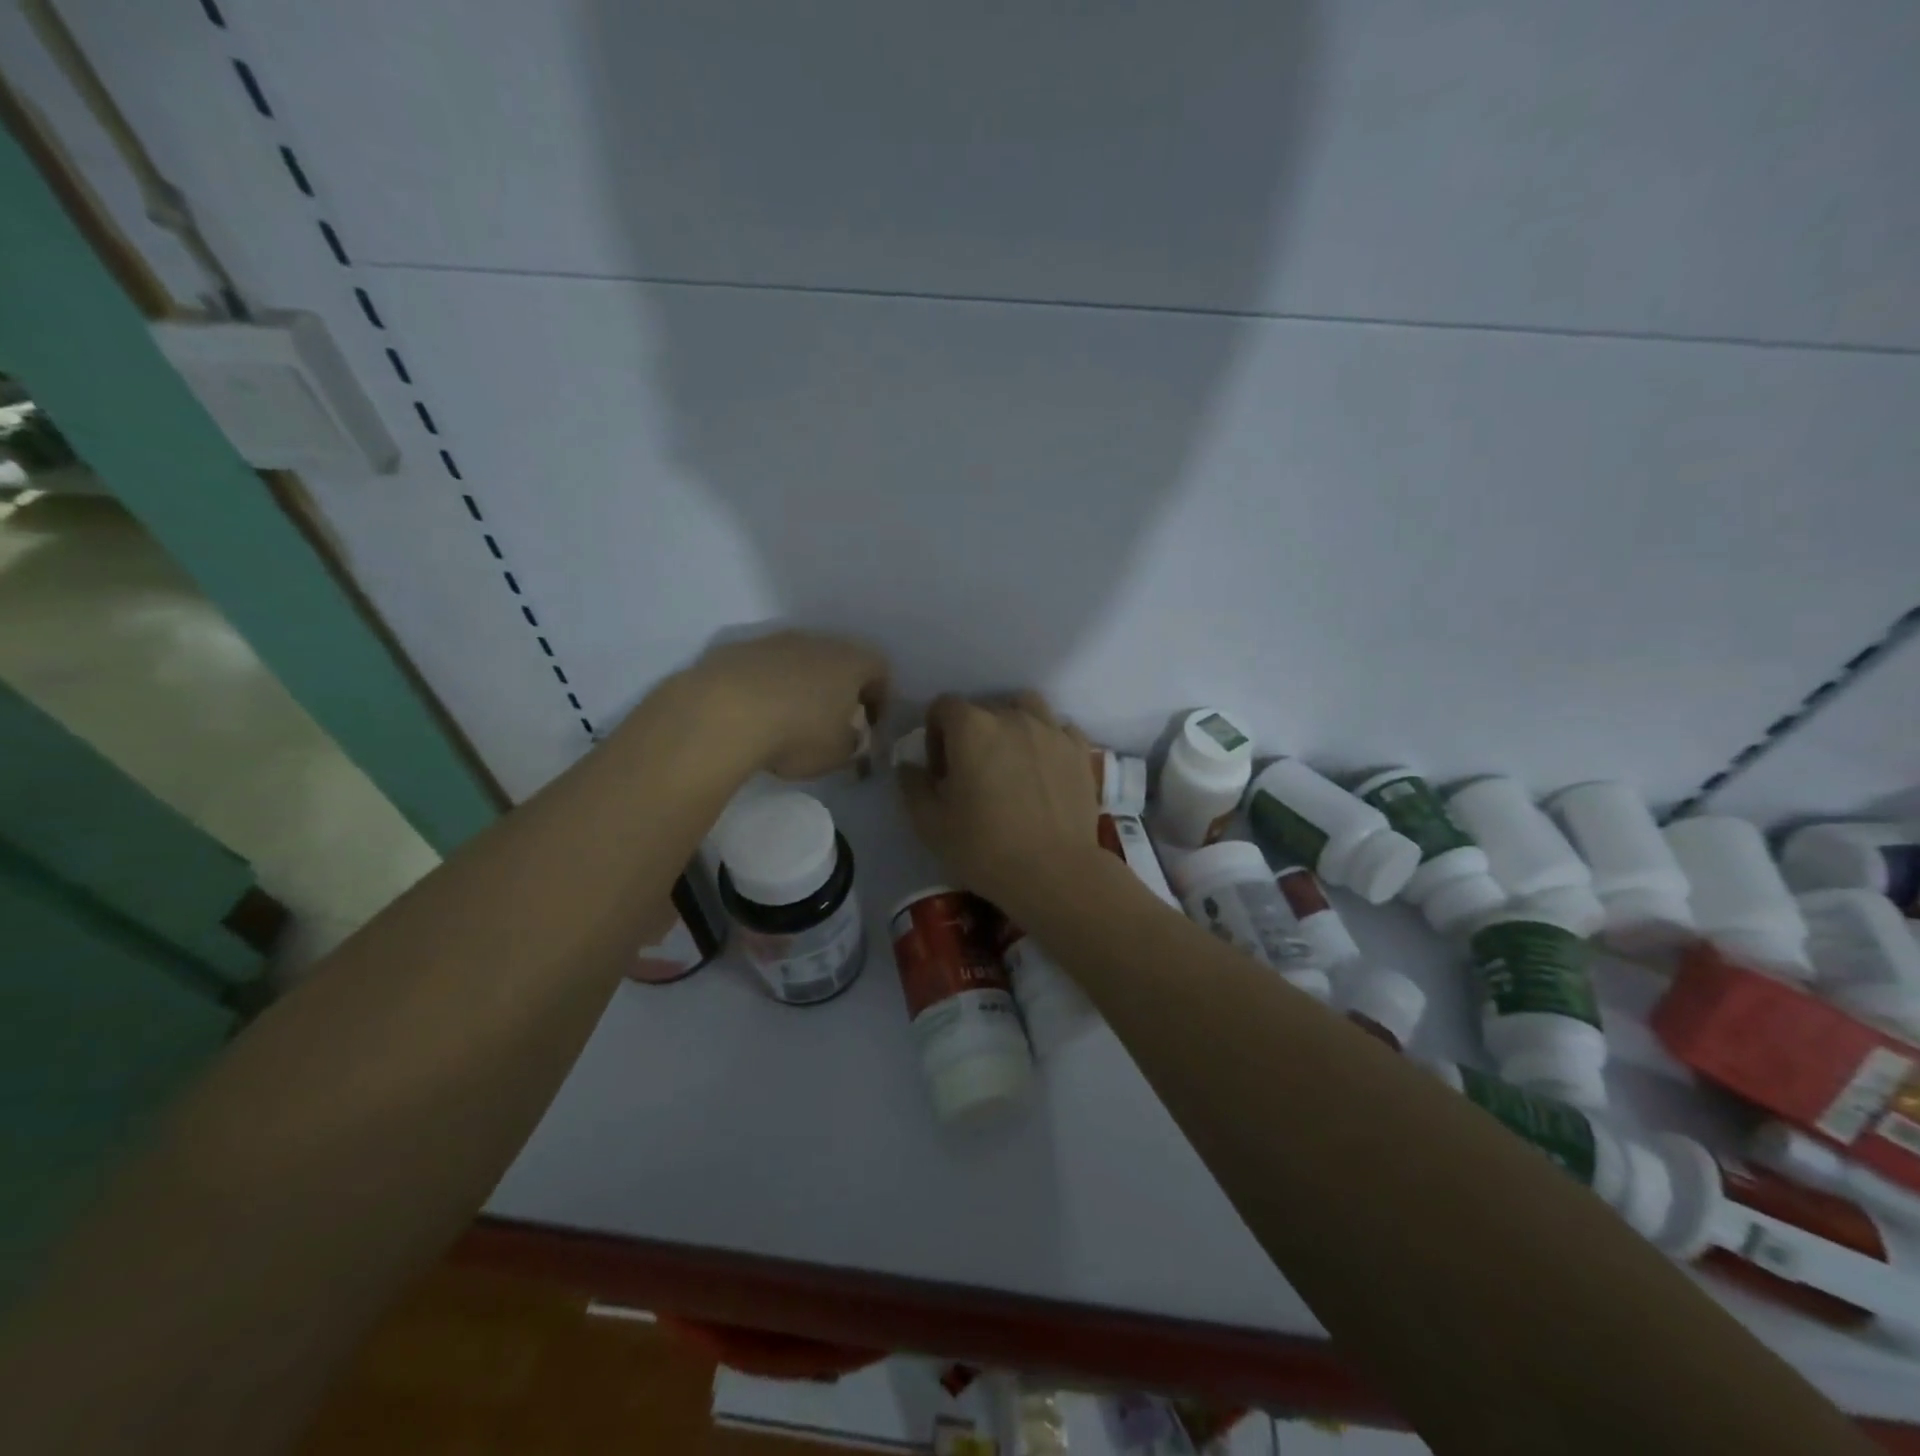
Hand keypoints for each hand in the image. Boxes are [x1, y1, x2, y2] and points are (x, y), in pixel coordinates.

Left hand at [684, 631, 888, 778]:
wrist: (722, 713)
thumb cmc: (797, 734)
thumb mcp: (837, 754)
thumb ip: (852, 743)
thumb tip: (849, 737)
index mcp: (851, 661)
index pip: (880, 670)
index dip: (880, 699)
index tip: (871, 726)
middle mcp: (816, 642)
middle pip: (838, 661)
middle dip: (839, 689)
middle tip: (832, 721)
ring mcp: (773, 641)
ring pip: (798, 661)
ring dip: (800, 685)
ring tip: (789, 719)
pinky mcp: (737, 650)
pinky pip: (762, 668)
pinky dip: (765, 686)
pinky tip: (754, 714)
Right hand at [898, 692, 1106, 915]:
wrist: (1053, 872)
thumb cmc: (984, 848)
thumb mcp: (930, 824)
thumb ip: (913, 785)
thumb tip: (910, 765)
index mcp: (972, 727)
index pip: (944, 707)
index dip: (935, 735)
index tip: (940, 770)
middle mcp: (1013, 717)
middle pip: (984, 708)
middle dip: (972, 733)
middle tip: (973, 773)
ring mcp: (1051, 730)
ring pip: (1026, 707)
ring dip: (1012, 724)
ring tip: (1011, 759)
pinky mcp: (1080, 750)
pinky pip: (1059, 729)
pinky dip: (1048, 739)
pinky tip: (1044, 767)